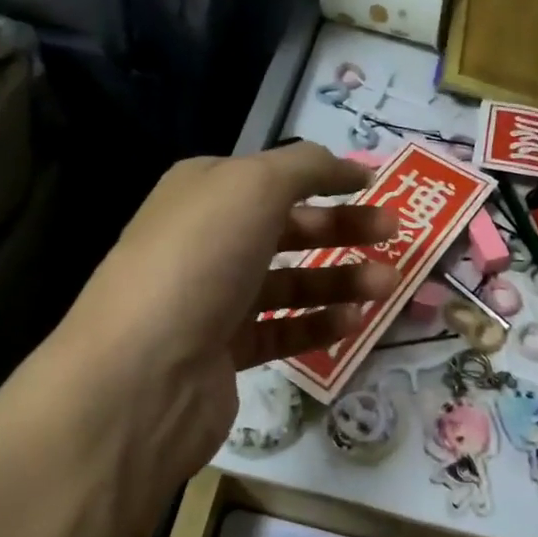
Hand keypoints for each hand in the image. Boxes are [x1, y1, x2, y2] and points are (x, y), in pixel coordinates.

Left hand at [29, 143, 397, 511]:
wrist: (144, 373)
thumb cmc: (200, 260)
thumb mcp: (253, 187)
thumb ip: (303, 167)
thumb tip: (338, 164)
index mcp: (203, 193)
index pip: (271, 176)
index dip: (323, 176)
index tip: (374, 184)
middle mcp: (204, 242)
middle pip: (285, 229)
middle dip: (341, 227)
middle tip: (393, 233)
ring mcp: (211, 301)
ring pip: (287, 283)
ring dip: (340, 279)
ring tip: (387, 284)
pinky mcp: (222, 353)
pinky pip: (279, 332)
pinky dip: (316, 325)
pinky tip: (354, 322)